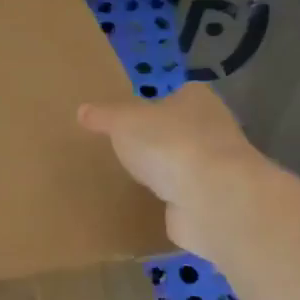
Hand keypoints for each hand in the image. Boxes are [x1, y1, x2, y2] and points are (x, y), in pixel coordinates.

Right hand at [78, 85, 264, 258]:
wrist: (211, 199)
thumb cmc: (168, 144)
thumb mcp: (124, 122)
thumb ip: (104, 116)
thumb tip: (83, 110)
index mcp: (197, 100)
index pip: (178, 94)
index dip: (157, 103)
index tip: (133, 116)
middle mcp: (214, 129)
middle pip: (182, 129)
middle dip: (160, 139)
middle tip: (127, 148)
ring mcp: (217, 169)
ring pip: (185, 164)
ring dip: (166, 172)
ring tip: (133, 179)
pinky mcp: (213, 202)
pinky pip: (185, 196)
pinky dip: (171, 201)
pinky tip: (149, 205)